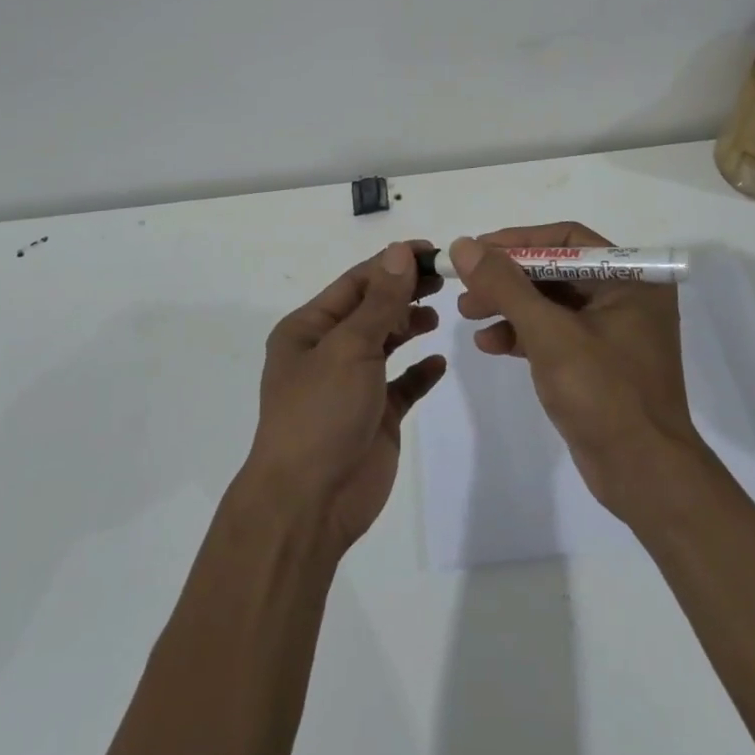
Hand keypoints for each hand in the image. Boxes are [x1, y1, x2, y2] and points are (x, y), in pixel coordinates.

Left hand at [243, 241, 446, 550]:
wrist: (310, 502)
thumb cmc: (321, 412)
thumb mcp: (349, 347)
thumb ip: (381, 301)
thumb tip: (401, 251)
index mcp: (309, 329)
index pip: (356, 283)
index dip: (393, 264)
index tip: (433, 251)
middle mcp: (328, 351)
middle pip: (373, 309)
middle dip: (406, 292)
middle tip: (446, 280)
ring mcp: (352, 385)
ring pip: (386, 342)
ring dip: (411, 325)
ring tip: (440, 314)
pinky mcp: (375, 415)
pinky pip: (402, 385)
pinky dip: (419, 371)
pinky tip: (438, 362)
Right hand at [450, 223, 699, 519]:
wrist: (644, 476)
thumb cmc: (604, 394)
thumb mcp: (549, 334)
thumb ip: (505, 286)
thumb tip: (464, 245)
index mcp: (631, 278)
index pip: (567, 239)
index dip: (518, 241)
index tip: (477, 250)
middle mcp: (625, 297)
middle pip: (555, 271)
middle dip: (508, 279)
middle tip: (465, 287)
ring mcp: (612, 331)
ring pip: (551, 303)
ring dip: (509, 307)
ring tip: (468, 315)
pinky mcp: (597, 362)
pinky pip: (554, 334)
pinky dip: (522, 335)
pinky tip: (490, 344)